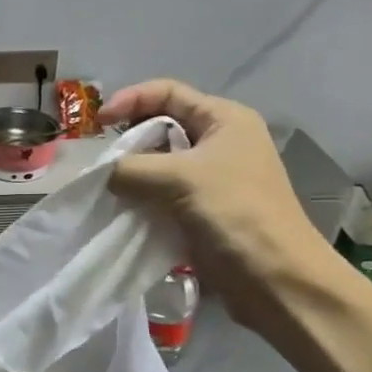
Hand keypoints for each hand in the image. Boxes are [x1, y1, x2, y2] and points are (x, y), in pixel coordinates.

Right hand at [99, 79, 344, 324]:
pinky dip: (138, 199)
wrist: (274, 278)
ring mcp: (209, 180)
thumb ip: (130, 168)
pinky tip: (118, 210)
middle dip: (126, 140)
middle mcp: (218, 143)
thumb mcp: (179, 178)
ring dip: (129, 174)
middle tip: (98, 160)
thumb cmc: (235, 213)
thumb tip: (99, 173)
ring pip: (157, 165)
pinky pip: (159, 195)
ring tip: (101, 187)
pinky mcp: (200, 211)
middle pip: (160, 128)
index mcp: (224, 119)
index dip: (130, 100)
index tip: (97, 123)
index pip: (168, 92)